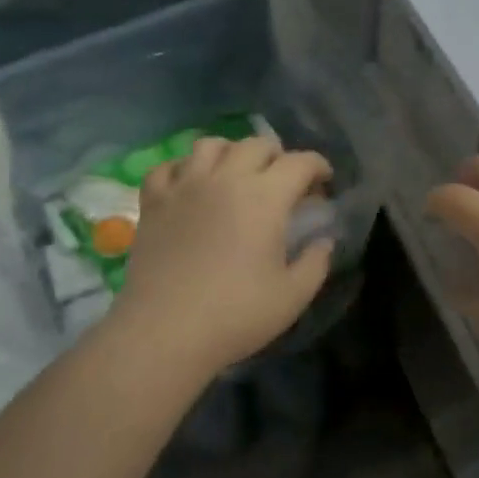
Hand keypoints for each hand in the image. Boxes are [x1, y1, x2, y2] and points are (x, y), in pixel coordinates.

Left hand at [107, 134, 334, 382]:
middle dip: (278, 156)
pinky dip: (184, 169)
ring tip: (236, 174)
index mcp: (265, 197)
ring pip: (211, 145)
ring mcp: (185, 186)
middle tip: (284, 182)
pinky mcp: (154, 202)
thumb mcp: (293, 296)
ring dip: (231, 153)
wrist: (164, 333)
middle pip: (257, 145)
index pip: (300, 162)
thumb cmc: (236, 315)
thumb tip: (323, 241)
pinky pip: (167, 167)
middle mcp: (226, 179)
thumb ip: (316, 262)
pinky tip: (191, 186)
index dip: (319, 167)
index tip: (325, 183)